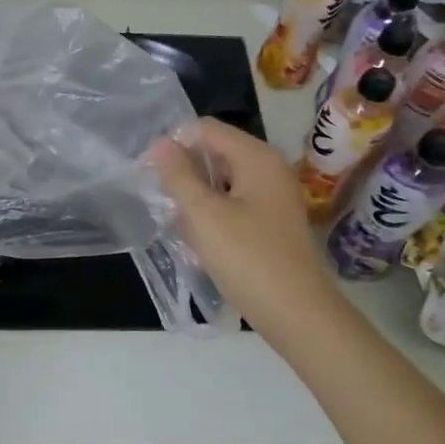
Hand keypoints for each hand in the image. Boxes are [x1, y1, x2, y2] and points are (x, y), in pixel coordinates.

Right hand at [148, 118, 347, 338]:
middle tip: (160, 201)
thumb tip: (160, 143)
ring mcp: (273, 198)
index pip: (206, 130)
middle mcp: (269, 169)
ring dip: (196, 198)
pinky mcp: (271, 224)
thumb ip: (178, 176)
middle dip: (184, 173)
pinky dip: (212, 216)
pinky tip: (198, 241)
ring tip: (177, 224)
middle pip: (215, 154)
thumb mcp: (204, 214)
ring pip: (222, 183)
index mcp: (256, 157)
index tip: (147, 172)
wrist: (296, 313)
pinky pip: (233, 206)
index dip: (173, 144)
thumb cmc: (248, 258)